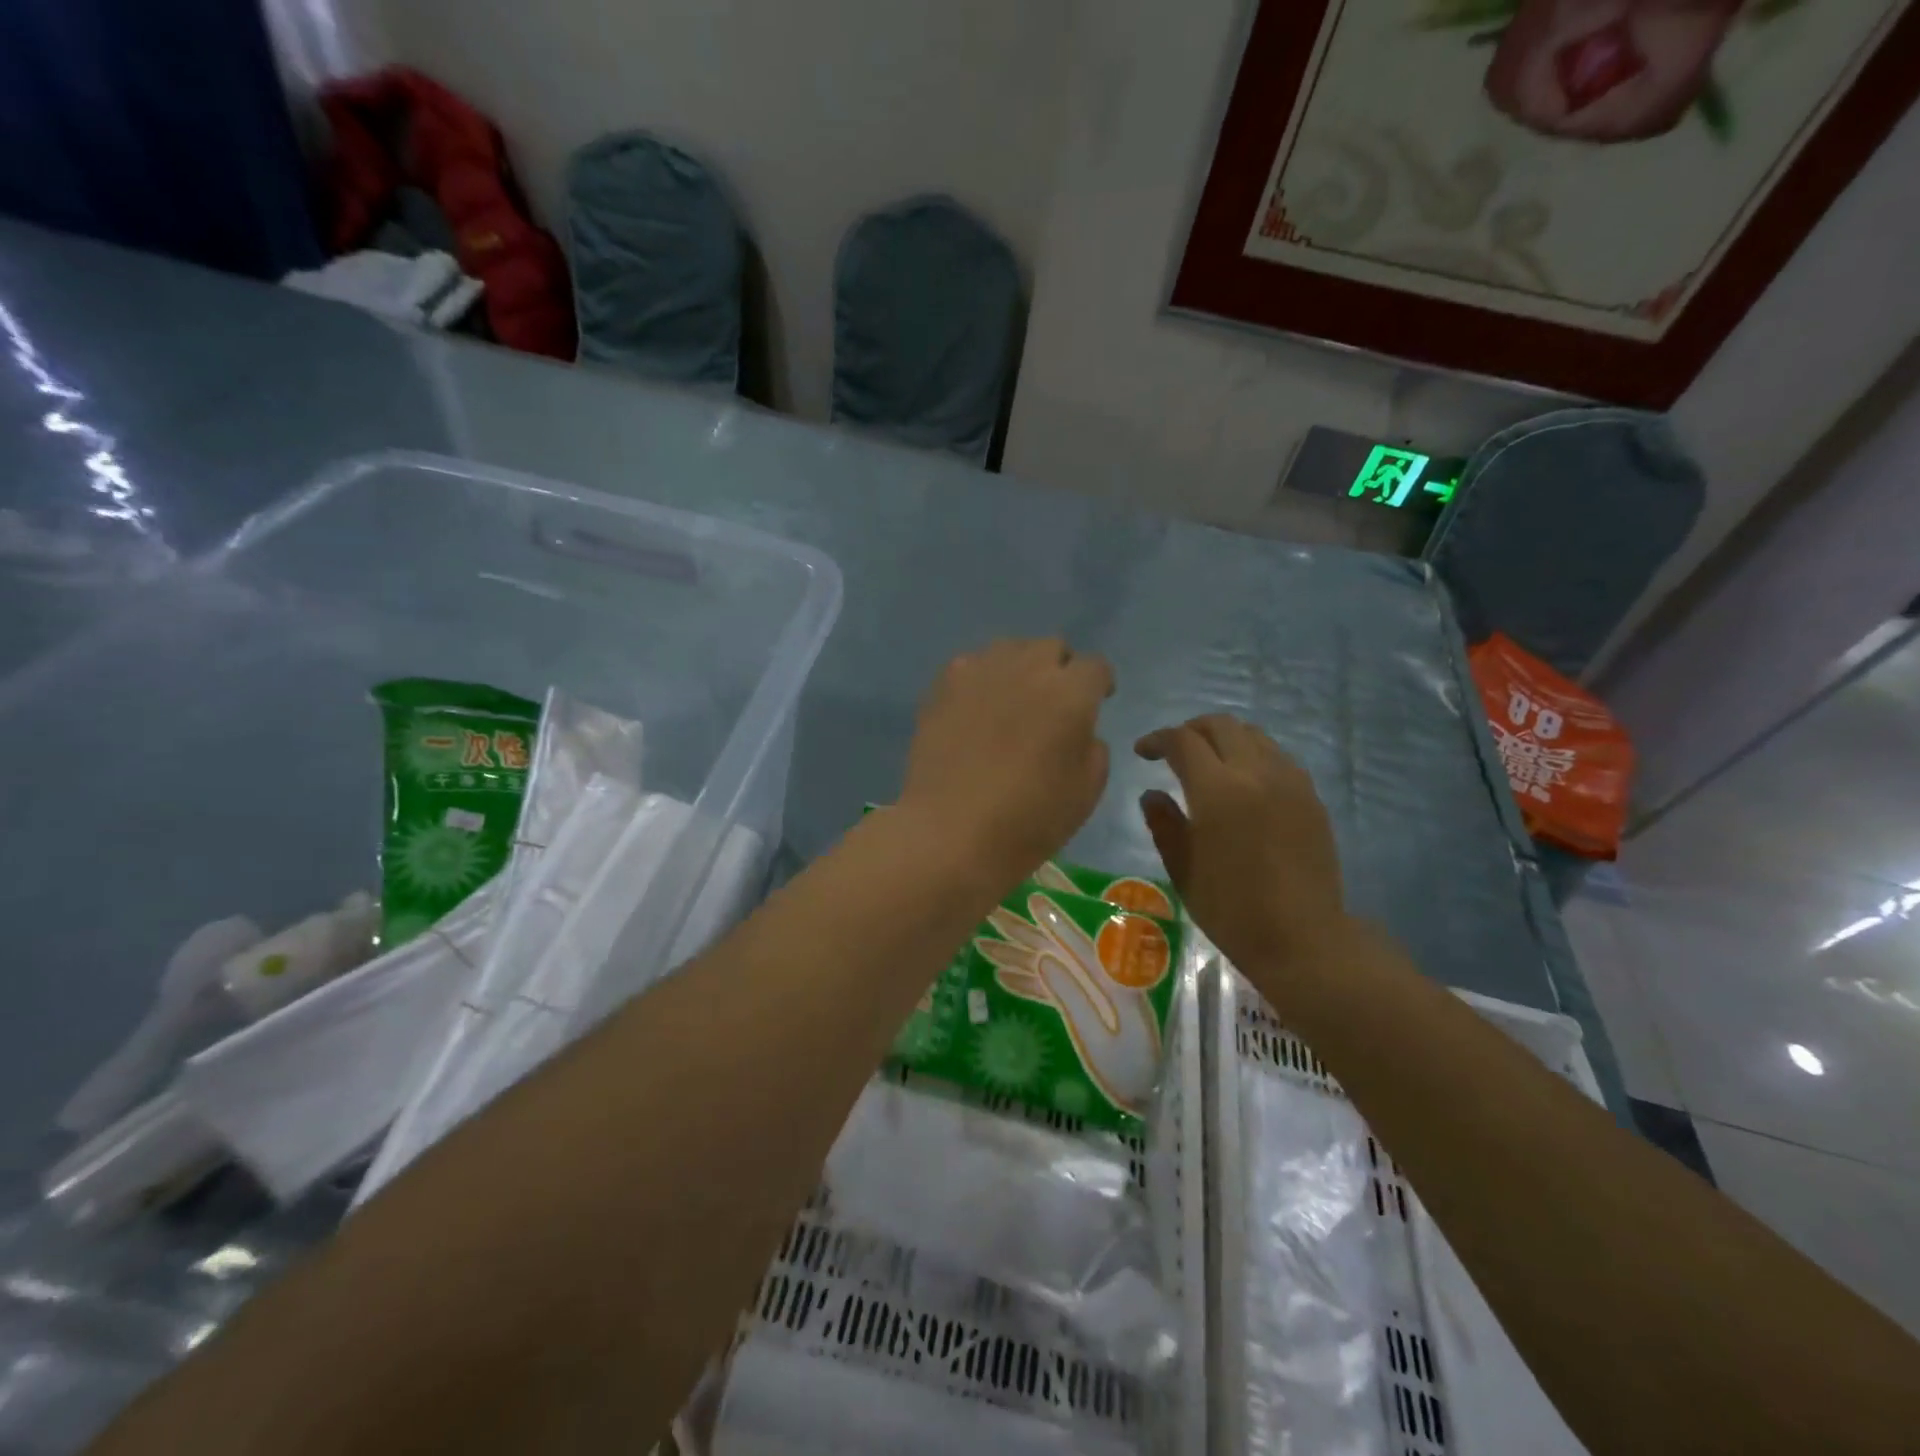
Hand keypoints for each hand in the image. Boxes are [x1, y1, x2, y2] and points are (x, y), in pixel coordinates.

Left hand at [899, 638, 1113, 897]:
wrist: (951, 832)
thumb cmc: (1028, 820)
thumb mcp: (1086, 792)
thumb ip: (1092, 748)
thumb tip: (1079, 730)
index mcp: (1070, 693)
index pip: (1094, 667)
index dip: (1099, 684)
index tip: (1097, 701)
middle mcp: (1027, 668)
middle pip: (1051, 648)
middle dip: (1058, 669)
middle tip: (1052, 703)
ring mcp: (980, 672)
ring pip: (1009, 649)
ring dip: (1019, 668)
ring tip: (1011, 701)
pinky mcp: (944, 685)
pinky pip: (971, 666)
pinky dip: (980, 680)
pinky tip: (975, 710)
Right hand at [973, 891, 1161, 1112]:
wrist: (1145, 1097)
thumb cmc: (1130, 1067)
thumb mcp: (1105, 1036)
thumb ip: (1074, 997)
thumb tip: (1043, 960)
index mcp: (1110, 977)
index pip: (1078, 940)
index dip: (1055, 919)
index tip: (1032, 899)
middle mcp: (1096, 977)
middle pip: (1055, 946)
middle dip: (1024, 929)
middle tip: (992, 911)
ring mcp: (1085, 993)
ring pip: (1045, 966)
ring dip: (1016, 955)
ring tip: (983, 942)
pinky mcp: (1079, 1010)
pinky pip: (1048, 990)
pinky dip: (1026, 983)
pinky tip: (1002, 977)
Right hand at [1135, 715, 1346, 970]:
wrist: (1302, 938)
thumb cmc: (1231, 909)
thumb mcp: (1182, 868)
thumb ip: (1164, 823)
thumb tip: (1152, 793)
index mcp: (1217, 790)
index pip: (1183, 741)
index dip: (1157, 740)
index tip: (1143, 753)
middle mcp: (1255, 773)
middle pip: (1221, 725)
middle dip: (1191, 730)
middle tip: (1173, 750)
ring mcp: (1289, 781)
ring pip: (1253, 735)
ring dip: (1224, 739)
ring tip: (1208, 762)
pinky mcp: (1311, 796)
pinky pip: (1277, 756)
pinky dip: (1252, 755)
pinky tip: (1243, 782)